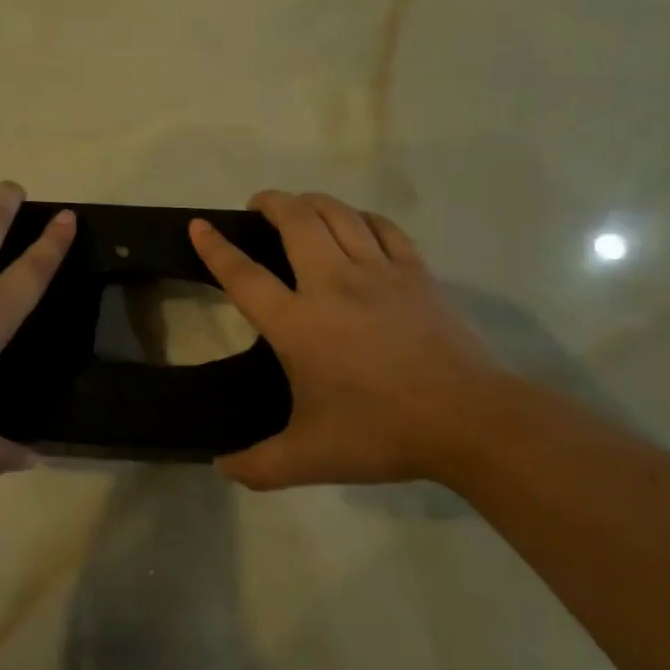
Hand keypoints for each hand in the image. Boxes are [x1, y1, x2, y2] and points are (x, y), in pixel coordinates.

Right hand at [190, 191, 506, 489]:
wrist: (470, 421)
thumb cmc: (382, 434)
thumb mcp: (309, 459)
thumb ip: (258, 466)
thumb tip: (221, 467)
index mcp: (298, 324)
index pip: (244, 275)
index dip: (216, 248)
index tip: (199, 225)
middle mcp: (332, 284)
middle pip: (296, 220)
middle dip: (271, 202)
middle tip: (258, 207)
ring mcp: (379, 272)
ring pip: (339, 214)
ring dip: (312, 202)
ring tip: (298, 208)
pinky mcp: (416, 273)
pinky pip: (383, 228)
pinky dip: (362, 217)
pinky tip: (356, 224)